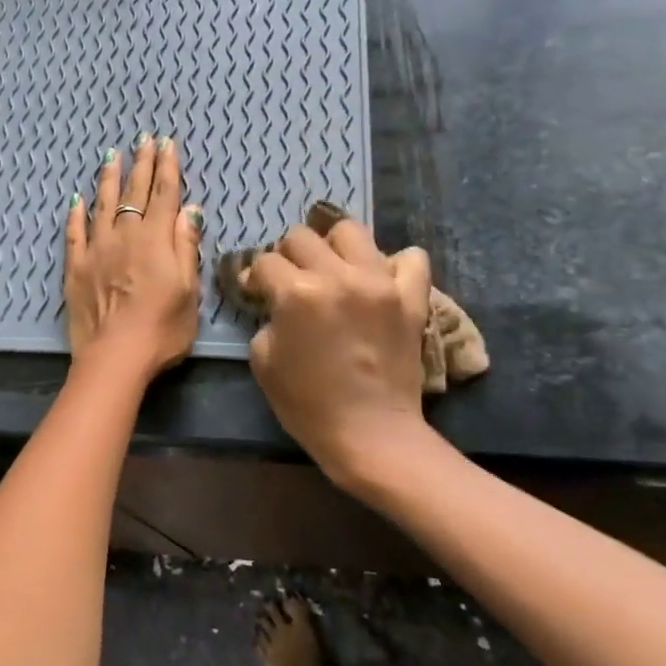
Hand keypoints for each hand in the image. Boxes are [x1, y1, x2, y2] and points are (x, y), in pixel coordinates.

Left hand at [64, 134, 202, 380]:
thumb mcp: (189, 290)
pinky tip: (76, 200)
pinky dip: (76, 215)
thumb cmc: (162, 329)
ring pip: (102, 205)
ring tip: (112, 156)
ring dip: (108, 179)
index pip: (164, 195)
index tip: (167, 144)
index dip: (167, 168)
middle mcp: (125, 236)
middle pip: (135, 193)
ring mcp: (97, 250)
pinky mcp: (75, 267)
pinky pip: (74, 233)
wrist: (115, 356)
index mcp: (156, 240)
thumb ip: (186, 248)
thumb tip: (190, 211)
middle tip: (144, 140)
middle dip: (142, 164)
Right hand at [242, 216, 433, 486]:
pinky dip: (393, 264)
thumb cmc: (307, 403)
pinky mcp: (411, 298)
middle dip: (287, 255)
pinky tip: (378, 281)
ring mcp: (380, 283)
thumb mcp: (262, 359)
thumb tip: (272, 300)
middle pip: (302, 237)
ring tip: (333, 269)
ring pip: (351, 231)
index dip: (254, 276)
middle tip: (290, 279)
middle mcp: (338, 276)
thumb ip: (266, 318)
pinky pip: (410, 258)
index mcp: (296, 293)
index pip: (265, 261)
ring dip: (334, 246)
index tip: (255, 292)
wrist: (369, 434)